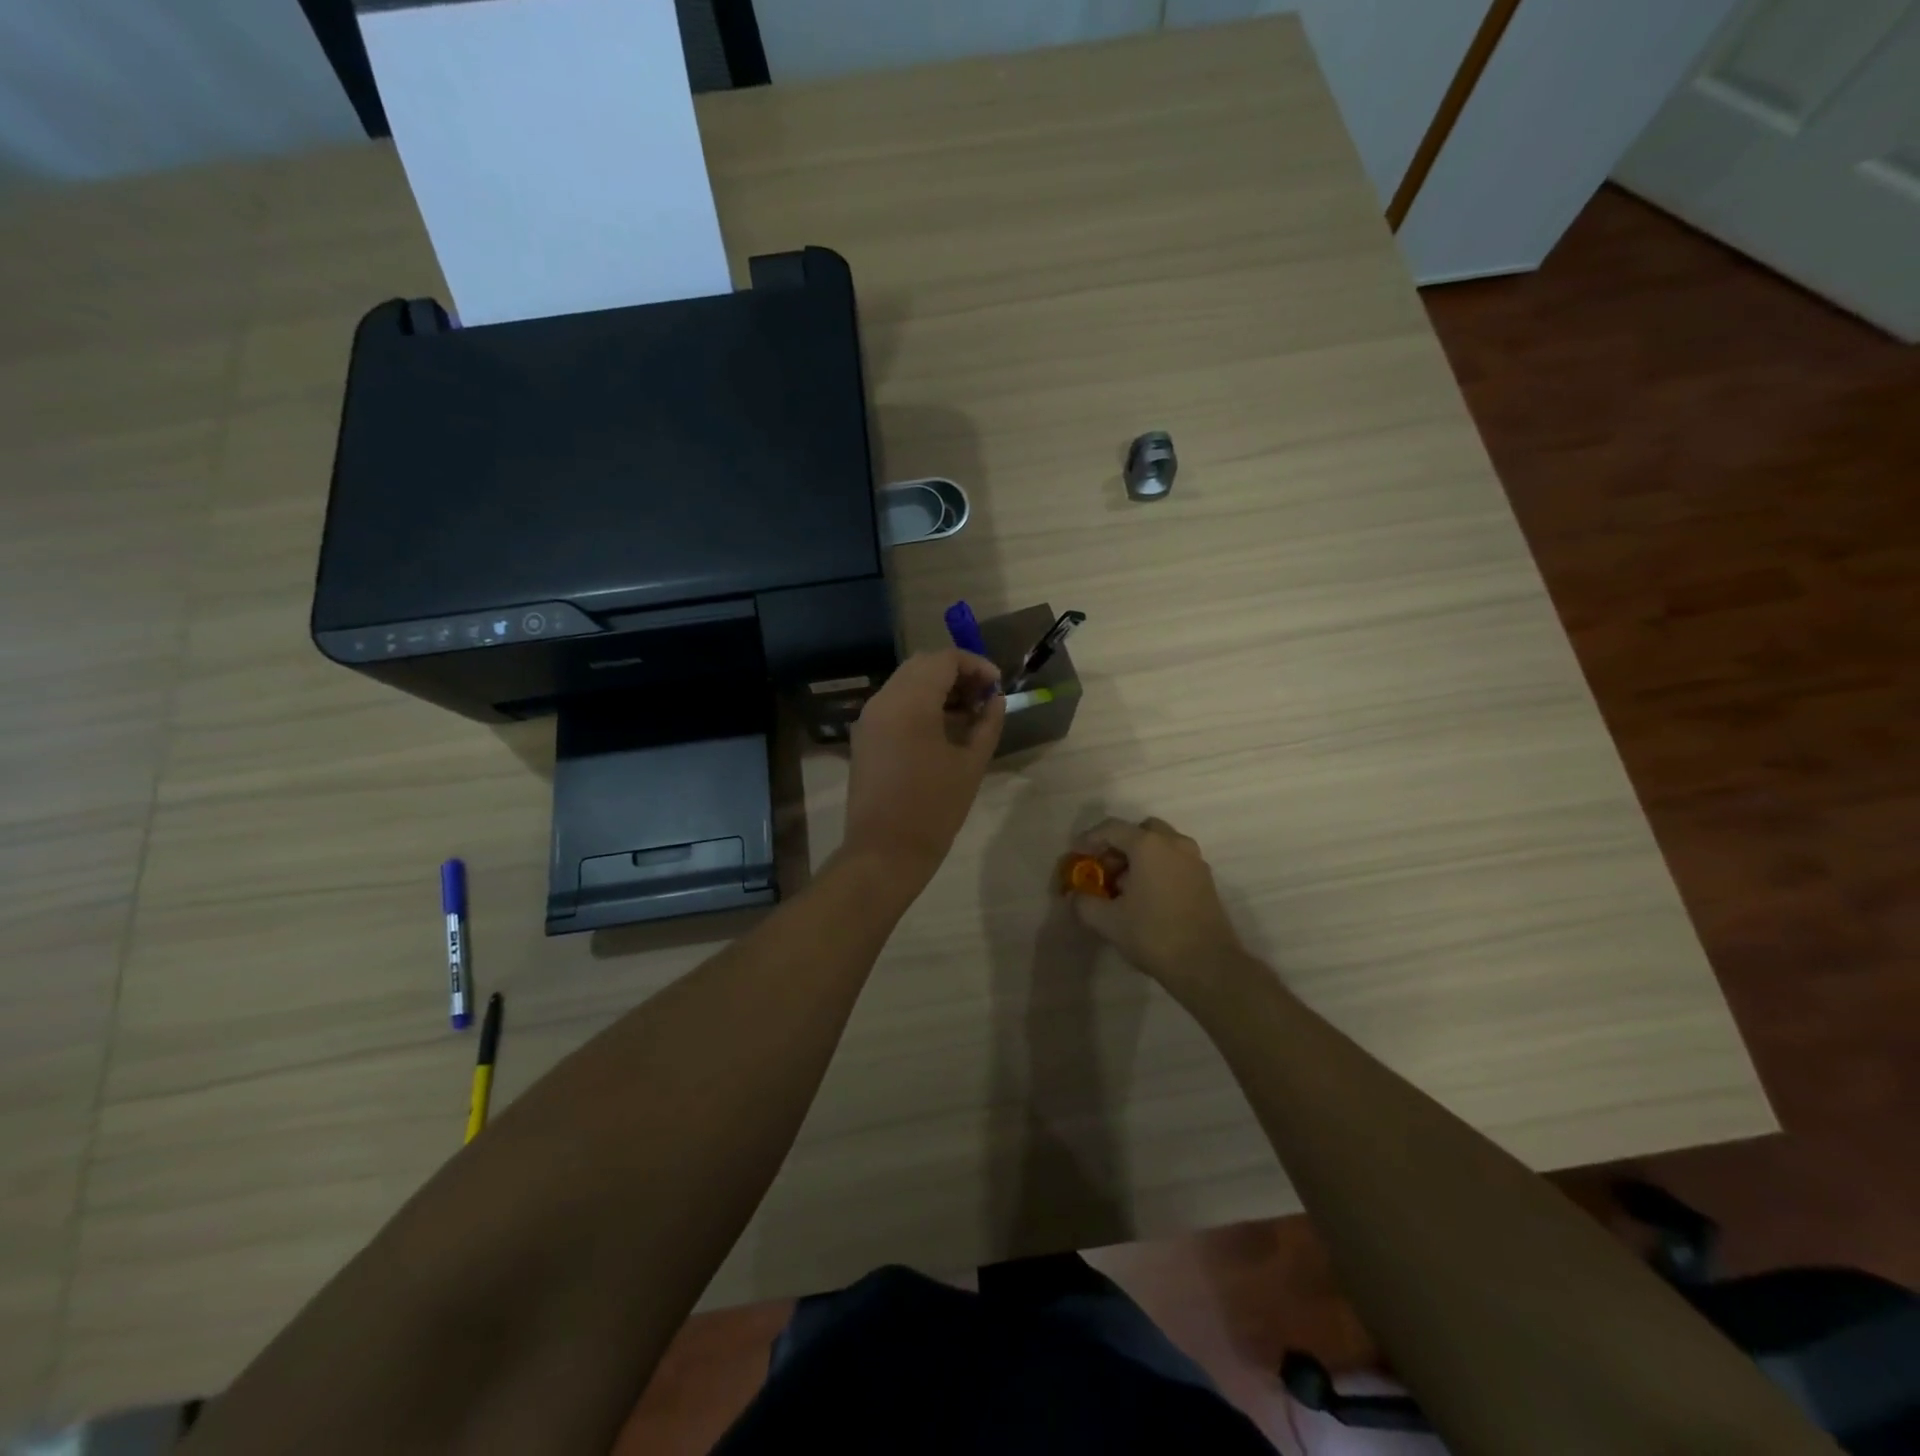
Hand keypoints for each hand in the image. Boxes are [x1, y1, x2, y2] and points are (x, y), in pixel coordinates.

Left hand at [841, 650, 1004, 885]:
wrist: (885, 852)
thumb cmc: (934, 808)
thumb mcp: (971, 764)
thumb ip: (987, 724)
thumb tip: (995, 700)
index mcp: (910, 702)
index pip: (945, 659)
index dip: (975, 665)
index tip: (997, 685)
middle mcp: (884, 700)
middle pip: (922, 665)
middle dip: (956, 673)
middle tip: (984, 697)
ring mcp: (869, 718)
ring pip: (906, 683)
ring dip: (937, 688)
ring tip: (968, 714)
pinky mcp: (864, 737)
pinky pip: (894, 704)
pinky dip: (919, 704)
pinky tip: (942, 729)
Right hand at [1069, 817, 1251, 1000]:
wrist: (1207, 965)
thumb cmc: (1153, 934)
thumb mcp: (1108, 921)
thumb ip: (1084, 903)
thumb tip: (1075, 896)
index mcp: (1148, 845)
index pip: (1112, 828)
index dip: (1089, 839)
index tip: (1076, 855)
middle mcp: (1174, 843)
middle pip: (1141, 831)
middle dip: (1120, 845)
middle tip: (1105, 869)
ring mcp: (1194, 860)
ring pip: (1161, 845)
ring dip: (1141, 857)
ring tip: (1125, 887)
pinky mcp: (1206, 880)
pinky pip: (1175, 861)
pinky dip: (1158, 868)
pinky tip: (1148, 897)